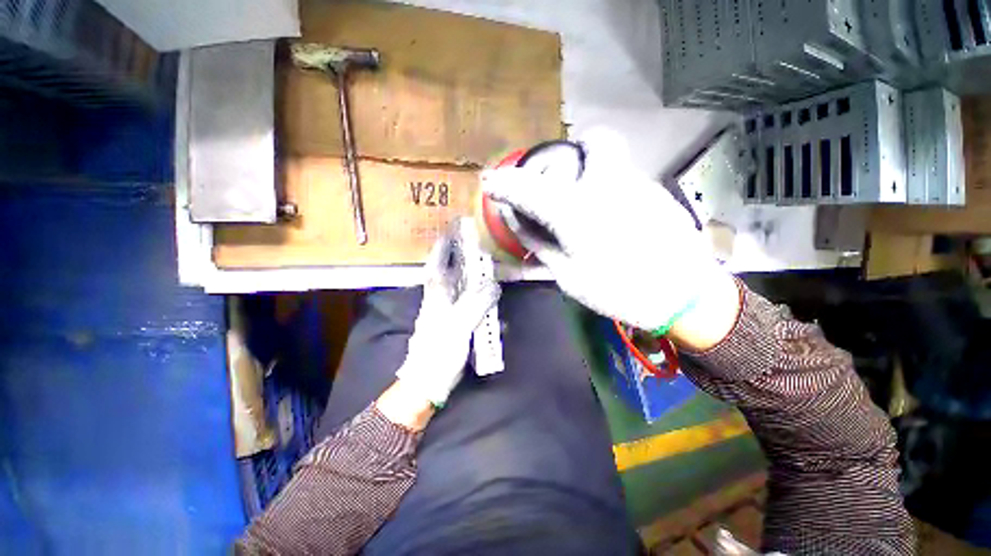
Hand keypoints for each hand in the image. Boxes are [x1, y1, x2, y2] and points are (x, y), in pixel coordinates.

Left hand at [394, 226, 500, 408]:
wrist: (427, 382)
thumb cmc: (438, 353)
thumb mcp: (458, 327)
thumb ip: (476, 304)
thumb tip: (494, 285)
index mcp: (437, 296)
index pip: (438, 264)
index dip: (444, 246)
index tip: (451, 229)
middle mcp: (440, 300)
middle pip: (451, 272)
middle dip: (461, 257)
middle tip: (477, 245)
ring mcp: (447, 312)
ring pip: (461, 288)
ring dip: (473, 278)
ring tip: (489, 269)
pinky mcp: (455, 324)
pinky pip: (470, 307)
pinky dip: (481, 303)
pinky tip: (493, 306)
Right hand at [481, 128, 731, 337]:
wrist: (684, 297)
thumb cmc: (618, 290)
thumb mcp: (567, 274)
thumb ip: (539, 242)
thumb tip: (516, 219)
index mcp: (577, 211)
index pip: (529, 189)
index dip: (504, 184)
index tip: (489, 182)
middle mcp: (607, 183)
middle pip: (592, 141)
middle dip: (570, 154)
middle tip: (560, 181)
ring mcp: (638, 182)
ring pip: (612, 156)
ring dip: (590, 169)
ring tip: (586, 204)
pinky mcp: (657, 190)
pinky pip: (626, 175)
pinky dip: (610, 186)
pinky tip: (612, 217)